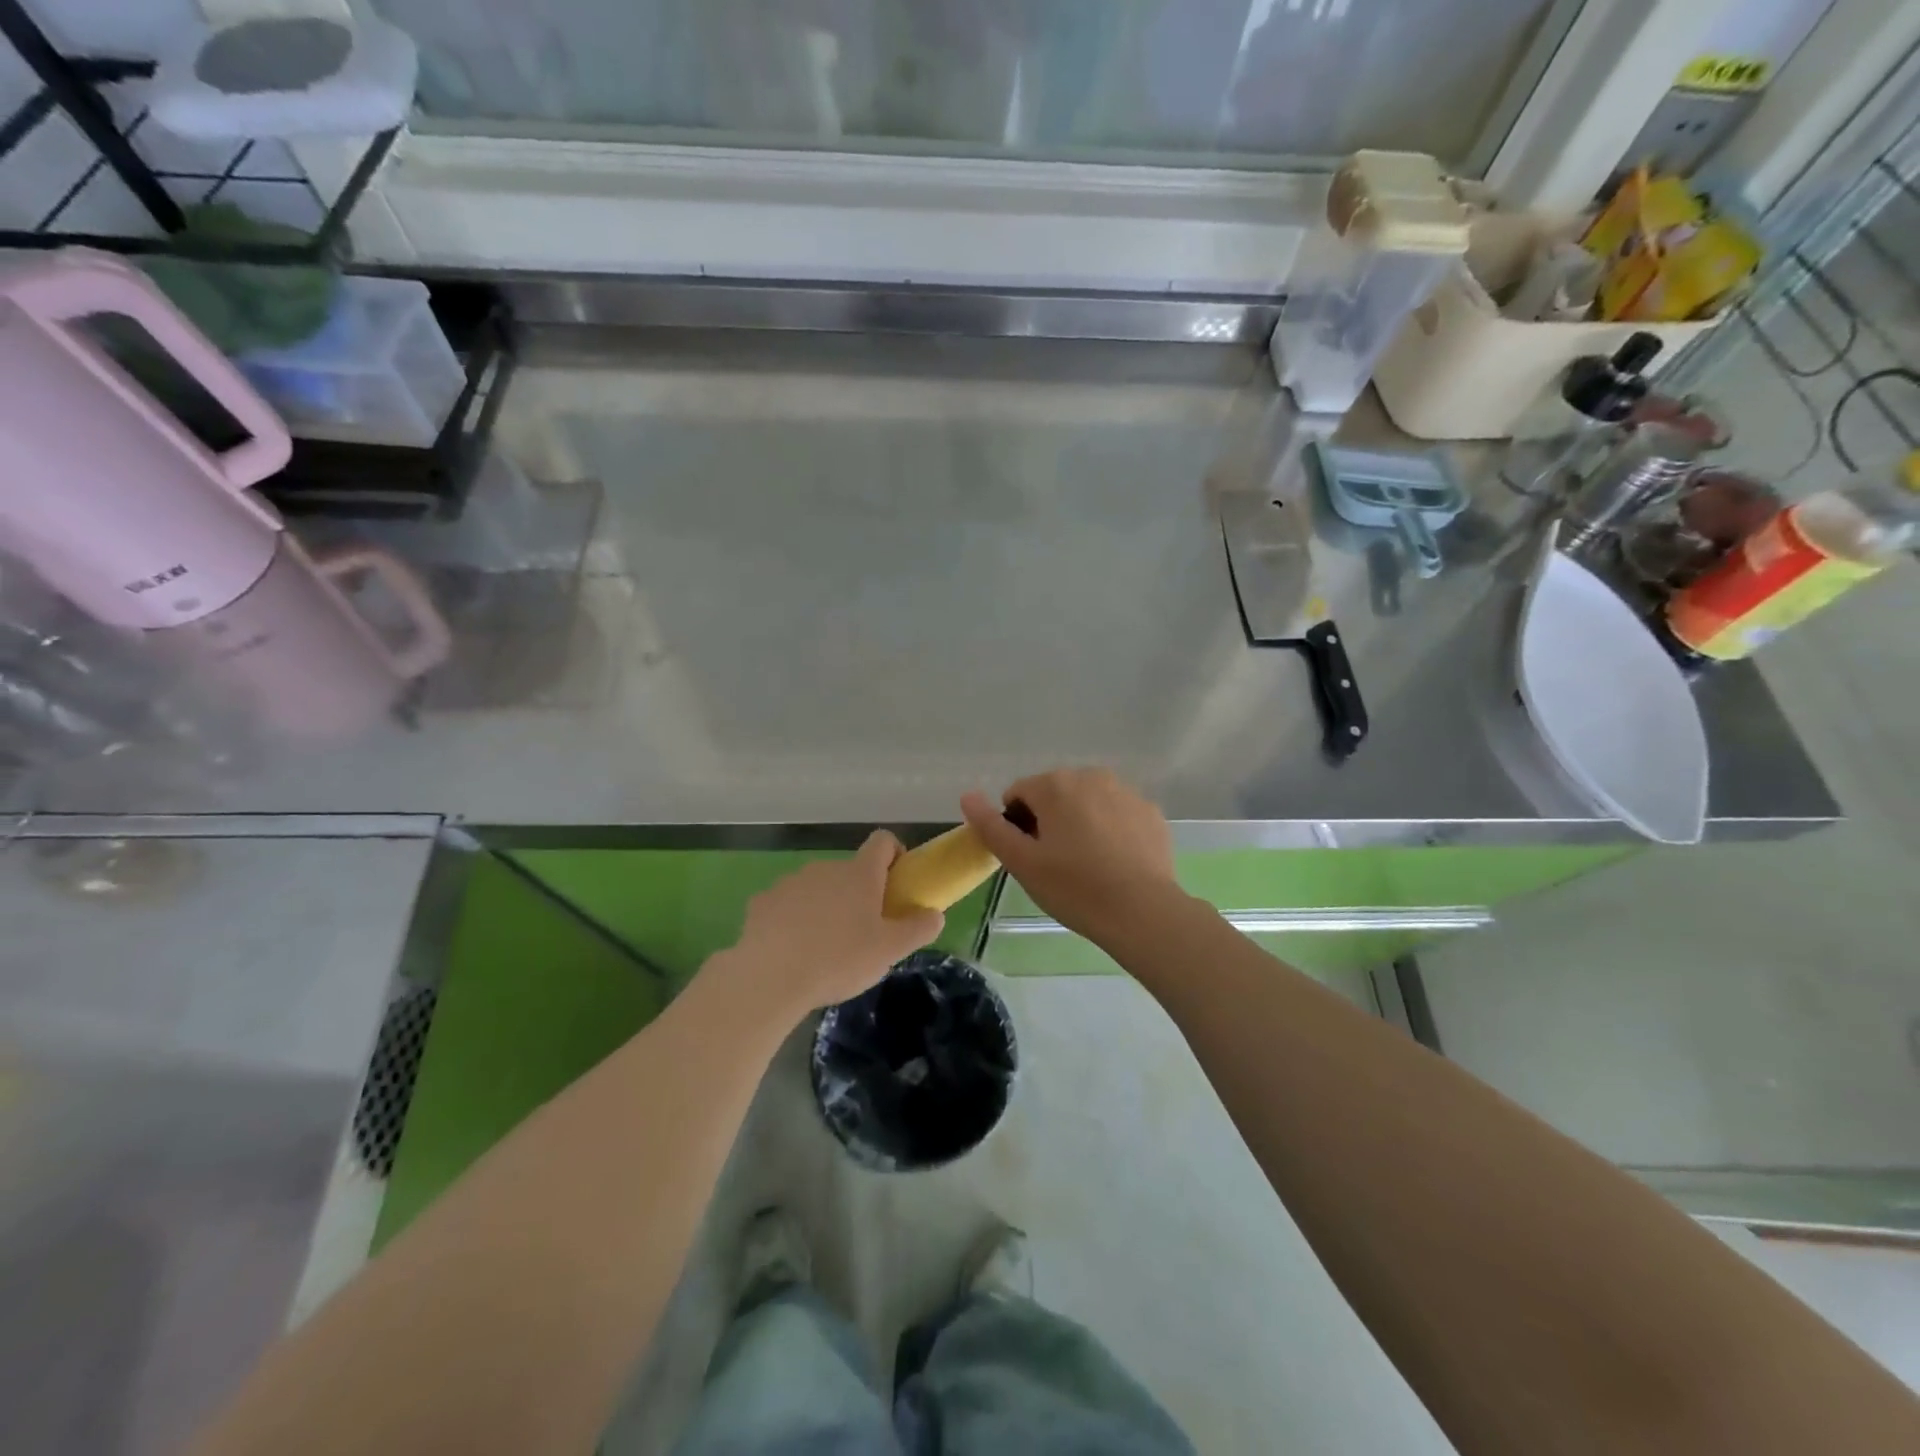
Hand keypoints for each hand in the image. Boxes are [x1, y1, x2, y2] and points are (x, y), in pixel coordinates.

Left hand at [723, 831, 942, 1013]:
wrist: (769, 978)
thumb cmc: (839, 959)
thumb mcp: (890, 951)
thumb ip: (918, 929)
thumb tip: (936, 914)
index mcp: (859, 873)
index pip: (883, 841)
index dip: (894, 855)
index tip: (896, 884)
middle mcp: (825, 868)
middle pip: (850, 870)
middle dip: (859, 893)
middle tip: (863, 931)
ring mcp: (790, 882)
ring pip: (817, 887)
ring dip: (825, 906)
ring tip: (824, 947)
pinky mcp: (762, 902)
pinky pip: (786, 904)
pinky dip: (793, 919)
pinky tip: (791, 951)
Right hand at [961, 768, 1177, 943]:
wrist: (1142, 911)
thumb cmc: (1073, 887)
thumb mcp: (1021, 862)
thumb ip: (991, 826)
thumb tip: (968, 796)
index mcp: (1055, 784)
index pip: (1018, 794)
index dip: (1016, 825)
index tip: (1029, 856)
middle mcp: (1091, 776)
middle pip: (1055, 793)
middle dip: (1049, 820)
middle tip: (1055, 862)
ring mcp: (1126, 792)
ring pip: (1088, 801)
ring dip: (1080, 821)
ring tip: (1086, 863)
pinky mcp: (1150, 812)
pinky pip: (1117, 814)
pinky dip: (1110, 829)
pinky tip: (1115, 862)